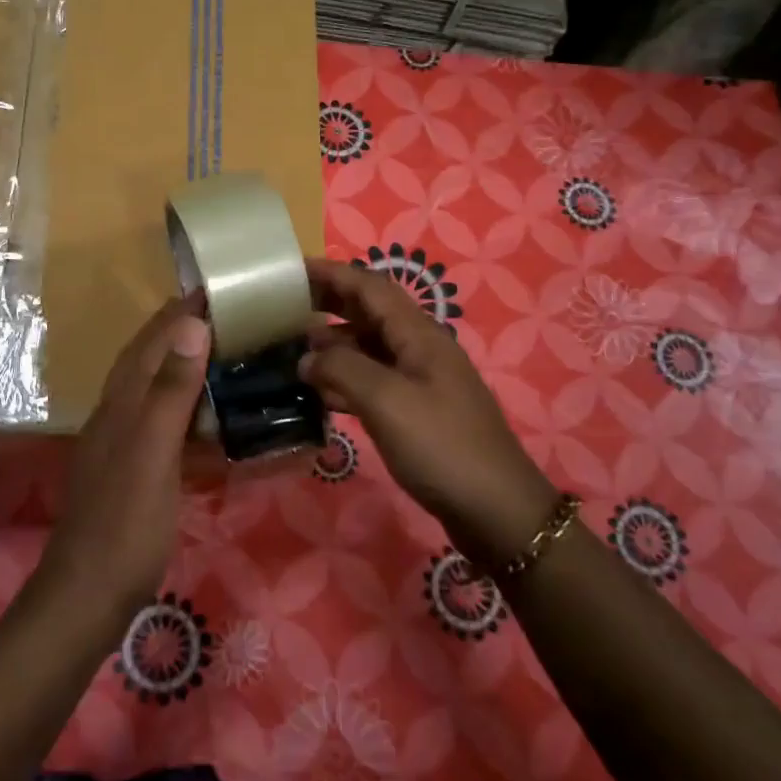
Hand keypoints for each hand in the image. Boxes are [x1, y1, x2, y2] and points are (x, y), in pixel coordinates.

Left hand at [39, 297, 210, 617]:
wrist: (87, 597)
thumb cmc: (125, 525)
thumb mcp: (152, 454)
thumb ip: (170, 391)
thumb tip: (193, 325)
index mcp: (121, 402)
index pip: (152, 341)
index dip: (181, 312)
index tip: (217, 287)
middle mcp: (117, 414)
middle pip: (148, 358)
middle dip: (181, 329)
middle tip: (227, 313)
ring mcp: (122, 444)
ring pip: (153, 388)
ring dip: (182, 363)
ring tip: (221, 350)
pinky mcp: (132, 470)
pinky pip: (162, 422)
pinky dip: (184, 406)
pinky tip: (204, 415)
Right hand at [300, 257, 555, 564]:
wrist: (495, 510)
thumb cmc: (441, 446)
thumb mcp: (387, 401)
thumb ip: (342, 370)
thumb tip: (306, 358)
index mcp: (419, 334)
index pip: (370, 287)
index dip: (332, 274)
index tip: (292, 270)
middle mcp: (420, 349)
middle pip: (370, 313)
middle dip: (329, 302)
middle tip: (285, 305)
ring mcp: (420, 381)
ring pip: (369, 348)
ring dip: (333, 343)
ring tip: (292, 348)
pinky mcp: (416, 412)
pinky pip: (373, 382)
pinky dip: (344, 378)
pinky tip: (318, 391)